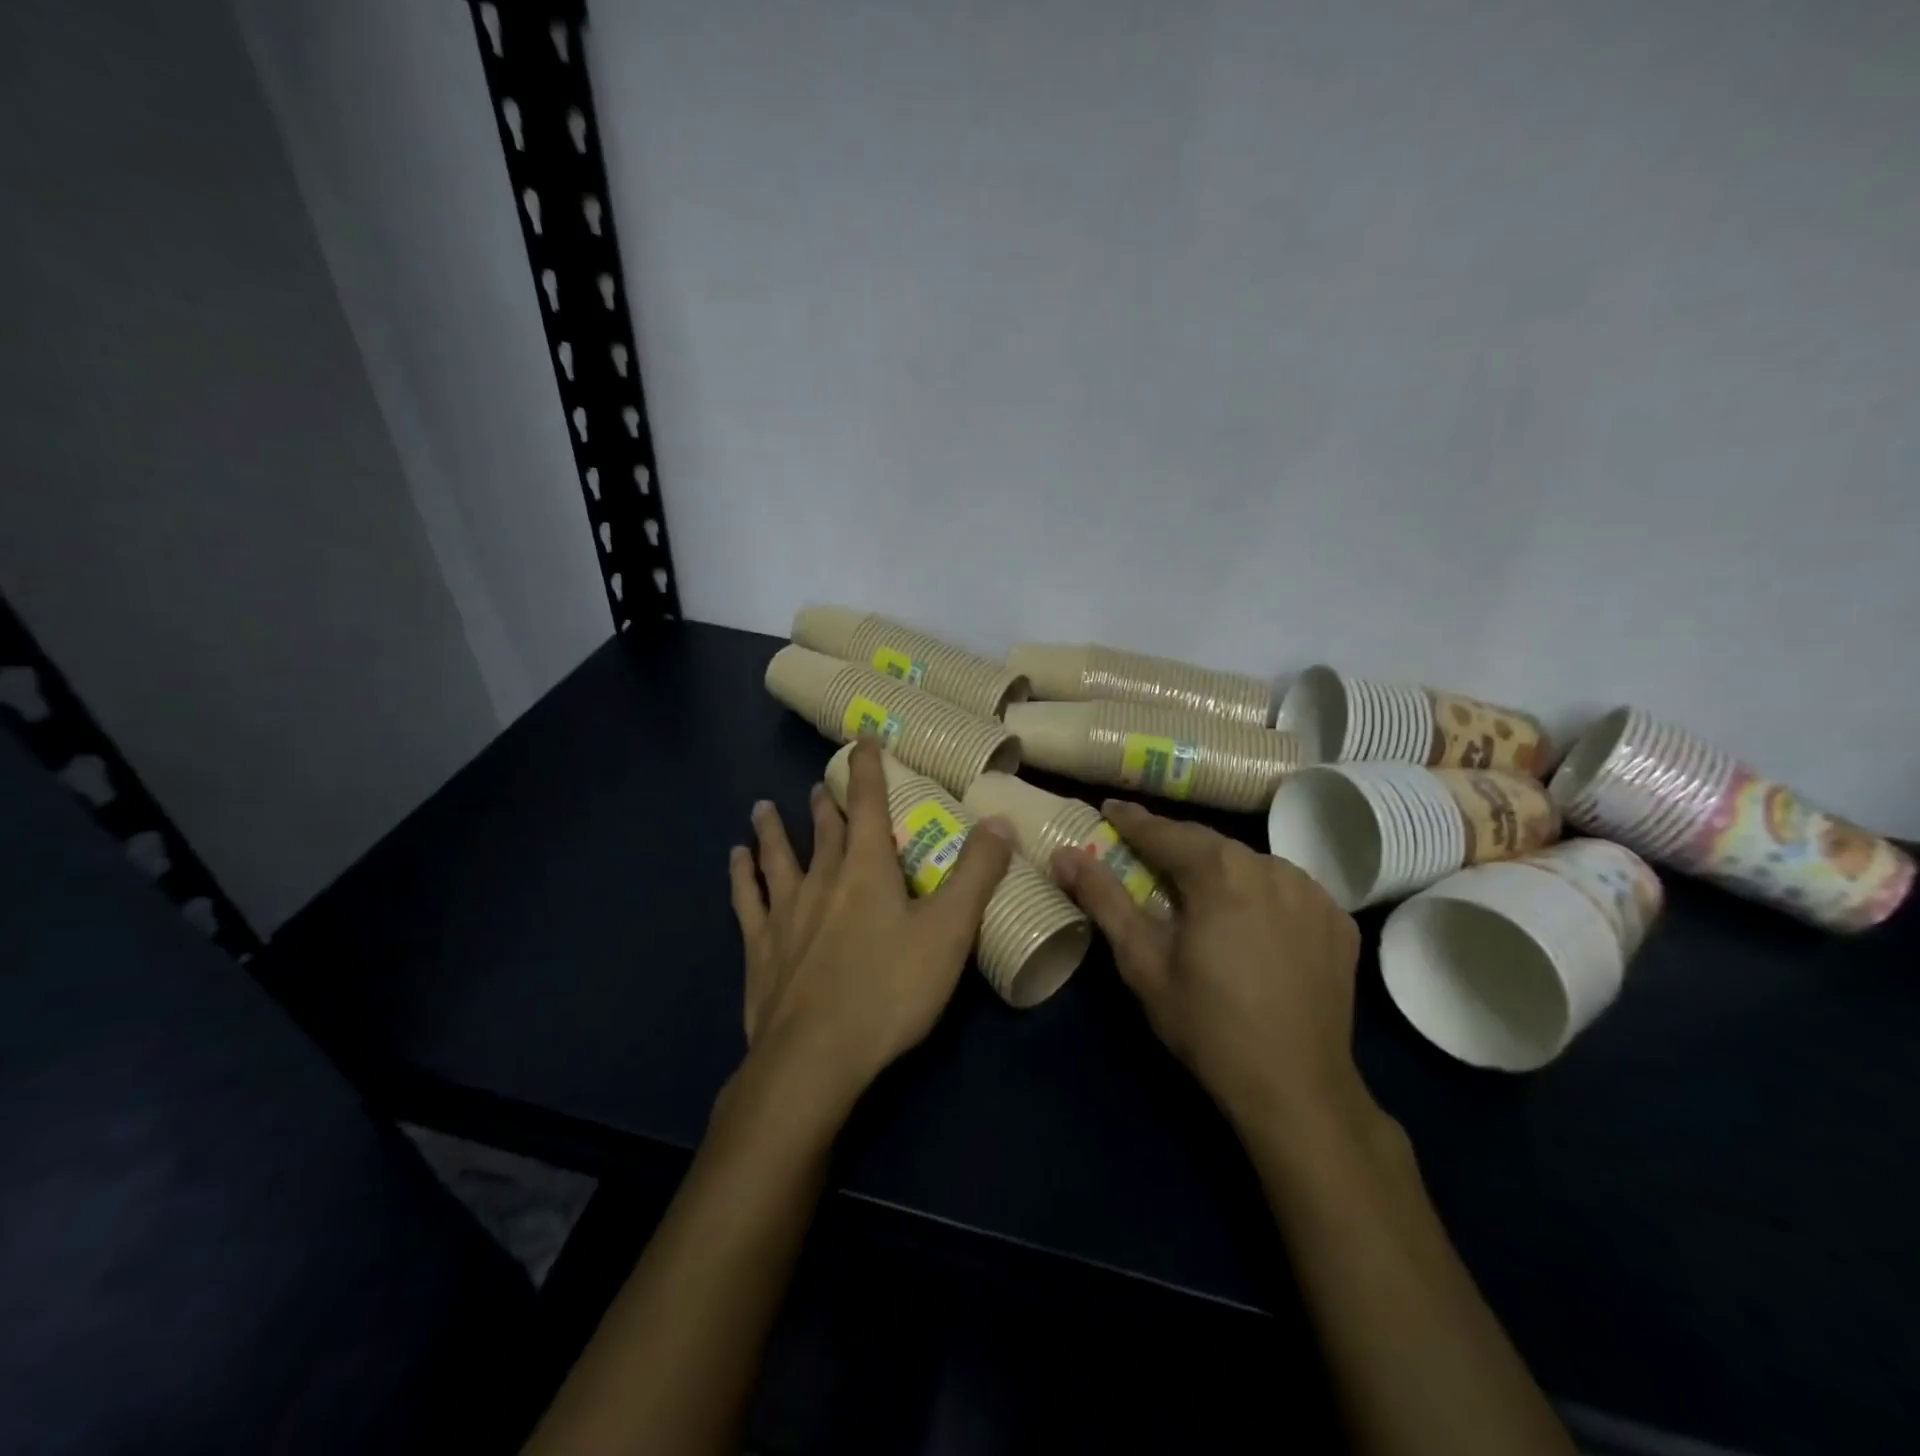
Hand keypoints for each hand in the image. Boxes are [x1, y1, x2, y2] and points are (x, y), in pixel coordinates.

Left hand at [728, 741, 1015, 1118]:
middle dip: (825, 803)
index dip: (867, 768)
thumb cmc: (889, 990)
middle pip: (824, 829)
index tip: (862, 739)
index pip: (867, 802)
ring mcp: (786, 913)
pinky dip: (741, 876)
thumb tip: (998, 820)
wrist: (815, 1057)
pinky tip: (734, 860)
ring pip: (778, 857)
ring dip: (773, 830)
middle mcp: (821, 879)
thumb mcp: (949, 931)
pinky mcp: (761, 948)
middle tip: (818, 783)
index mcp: (866, 869)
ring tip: (762, 807)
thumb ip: (976, 874)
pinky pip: (748, 900)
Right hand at [1052, 800, 1368, 1138]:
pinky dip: (1261, 895)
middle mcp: (1271, 866)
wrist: (1296, 1088)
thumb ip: (1104, 899)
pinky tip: (1250, 922)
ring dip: (1220, 871)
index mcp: (1219, 870)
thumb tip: (1064, 855)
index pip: (1165, 831)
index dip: (1132, 821)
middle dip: (1175, 846)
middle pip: (1210, 845)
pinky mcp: (1339, 920)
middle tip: (1146, 856)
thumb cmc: (1206, 1023)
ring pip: (1251, 864)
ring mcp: (1313, 892)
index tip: (1109, 810)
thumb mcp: (1142, 961)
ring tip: (1200, 894)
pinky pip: (1288, 890)